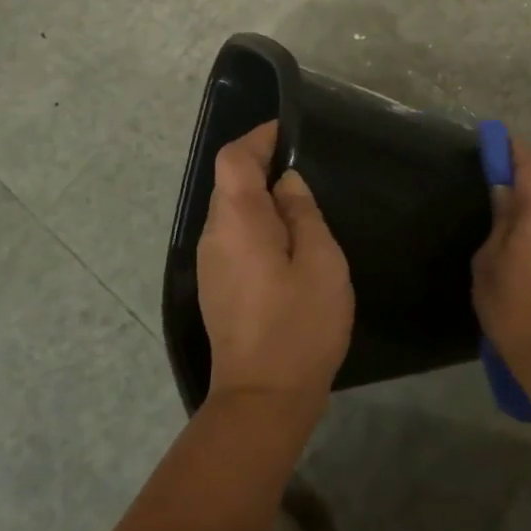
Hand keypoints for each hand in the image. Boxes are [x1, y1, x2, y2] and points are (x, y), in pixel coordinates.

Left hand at [196, 120, 354, 413]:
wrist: (263, 398)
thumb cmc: (300, 325)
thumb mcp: (320, 262)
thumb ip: (302, 214)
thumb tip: (286, 183)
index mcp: (237, 222)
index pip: (234, 159)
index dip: (259, 138)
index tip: (289, 132)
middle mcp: (214, 236)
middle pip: (230, 184)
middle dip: (263, 167)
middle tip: (306, 171)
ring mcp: (210, 264)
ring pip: (232, 212)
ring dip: (261, 199)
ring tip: (303, 208)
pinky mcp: (216, 286)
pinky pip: (234, 238)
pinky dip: (257, 225)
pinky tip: (288, 244)